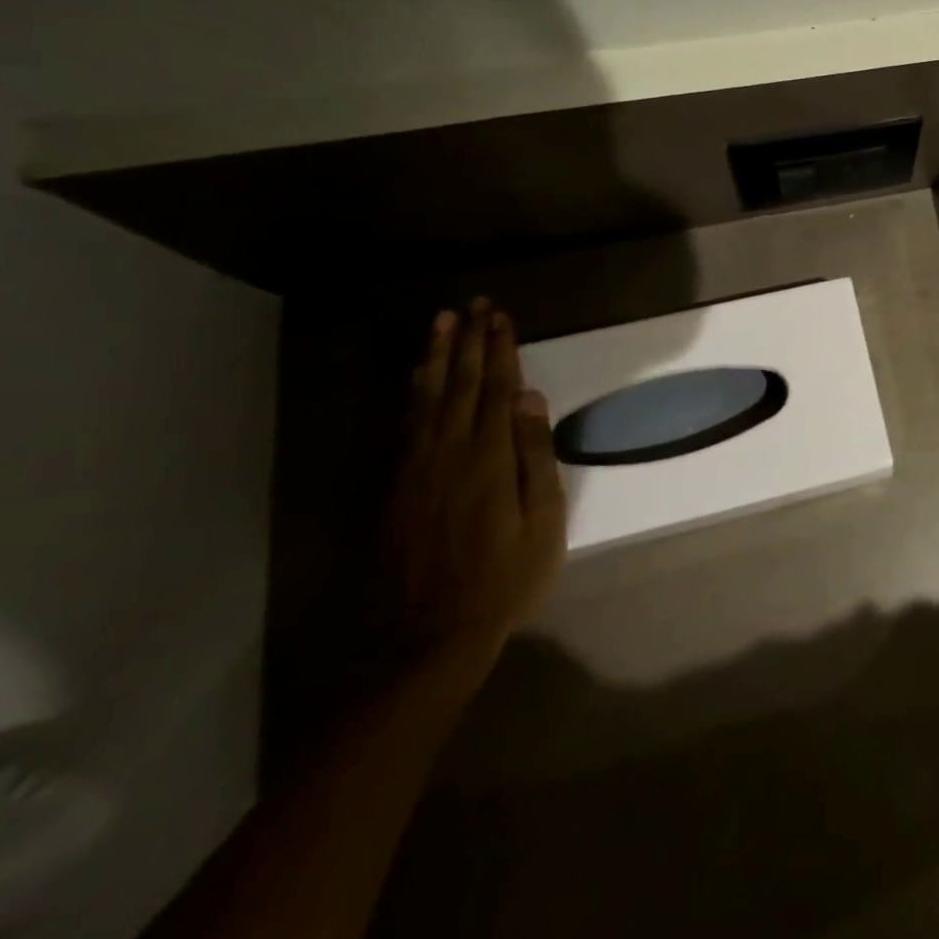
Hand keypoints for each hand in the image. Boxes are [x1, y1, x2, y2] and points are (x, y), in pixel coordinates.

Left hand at [388, 299, 565, 675]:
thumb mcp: (542, 519)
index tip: (501, 316)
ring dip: (436, 357)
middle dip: (469, 341)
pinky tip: (417, 377)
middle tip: (474, 304)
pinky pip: (405, 426)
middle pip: (459, 384)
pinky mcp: (396, 486)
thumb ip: (533, 454)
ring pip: (426, 399)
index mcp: (487, 457)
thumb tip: (527, 398)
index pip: (495, 389)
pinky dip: (412, 394)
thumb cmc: (506, 576)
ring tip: (441, 322)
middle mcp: (447, 451)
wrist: (432, 633)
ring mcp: (415, 468)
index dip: (499, 349)